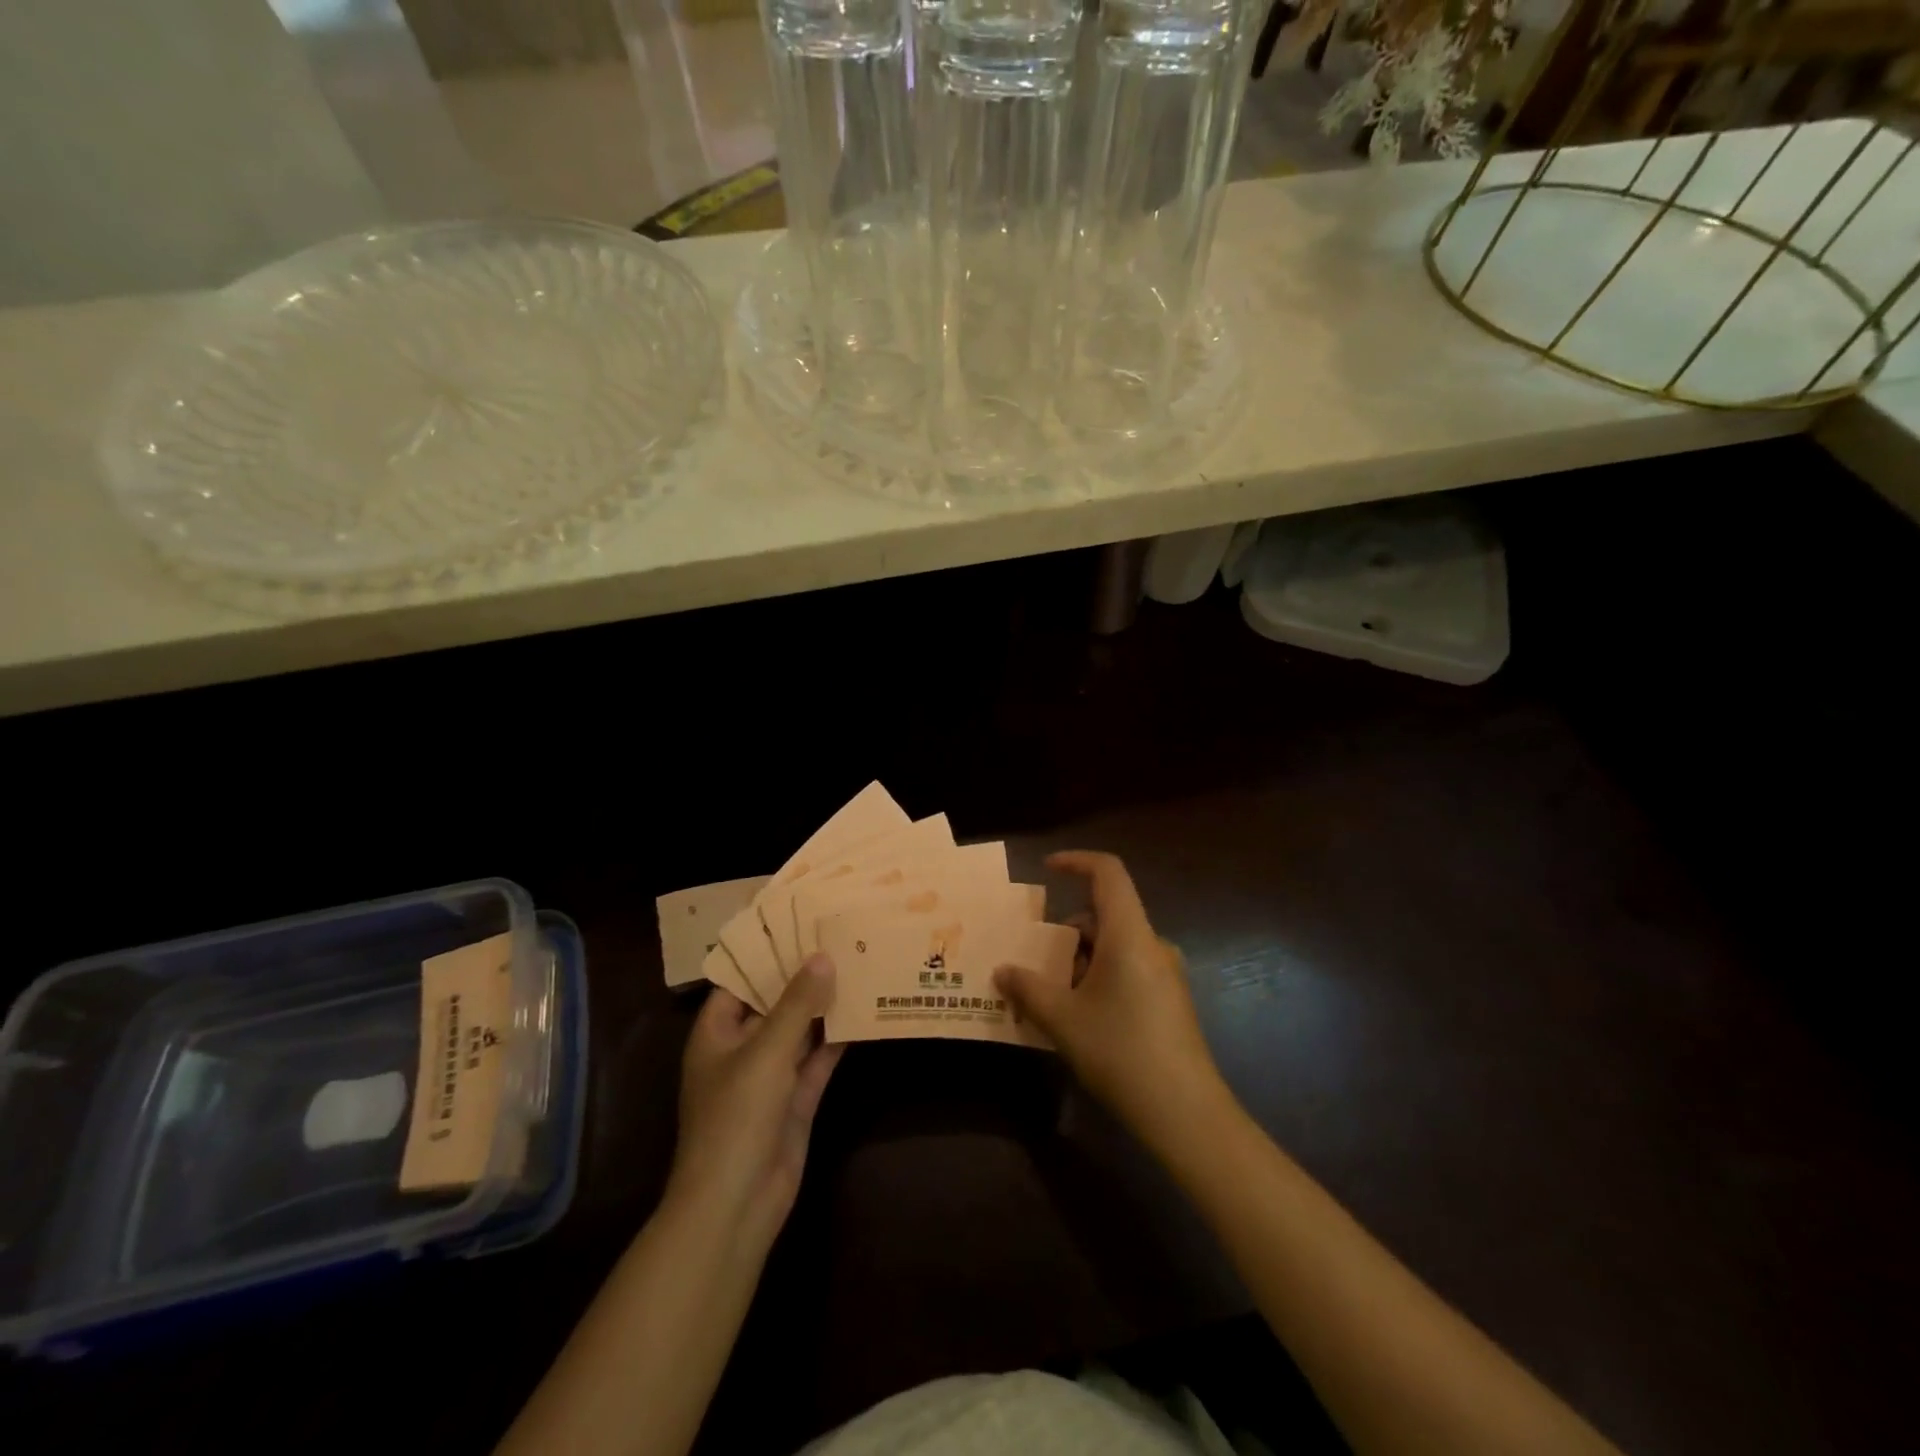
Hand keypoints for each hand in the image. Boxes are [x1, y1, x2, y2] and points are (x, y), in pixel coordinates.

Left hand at [669, 955, 843, 1255]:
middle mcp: (742, 1048)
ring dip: (825, 1005)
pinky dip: (838, 1038)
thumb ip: (797, 1004)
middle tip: (839, 936)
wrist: (736, 1204)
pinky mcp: (796, 1099)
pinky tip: (866, 1010)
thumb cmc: (735, 1117)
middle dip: (803, 976)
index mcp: (716, 1033)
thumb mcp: (766, 1051)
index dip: (766, 953)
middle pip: (774, 1002)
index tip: (799, 923)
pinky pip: (819, 1058)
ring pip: (801, 1029)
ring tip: (858, 964)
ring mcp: (771, 1075)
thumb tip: (823, 956)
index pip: (739, 980)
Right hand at [996, 851, 1228, 1149]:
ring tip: (1049, 995)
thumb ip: (1028, 989)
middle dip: (1066, 931)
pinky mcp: (1170, 1000)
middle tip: (1033, 960)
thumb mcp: (1063, 1020)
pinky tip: (1079, 1016)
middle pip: (1105, 915)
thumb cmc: (1121, 1052)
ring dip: (1080, 959)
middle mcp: (1152, 944)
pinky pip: (1128, 969)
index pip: (1108, 873)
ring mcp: (1166, 973)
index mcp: (1129, 934)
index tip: (1046, 869)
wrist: (1186, 1114)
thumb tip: (1002, 971)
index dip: (1077, 861)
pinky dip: (1099, 977)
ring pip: (1115, 946)